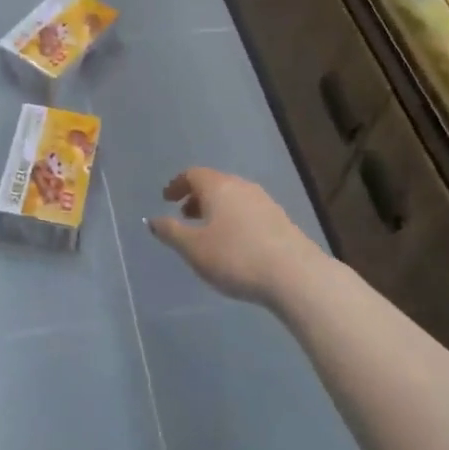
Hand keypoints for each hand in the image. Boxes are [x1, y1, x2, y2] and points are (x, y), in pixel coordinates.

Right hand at [148, 167, 319, 305]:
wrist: (295, 275)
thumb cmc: (236, 257)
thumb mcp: (194, 248)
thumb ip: (171, 232)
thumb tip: (153, 220)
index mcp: (218, 186)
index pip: (193, 174)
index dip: (177, 185)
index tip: (166, 198)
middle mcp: (241, 186)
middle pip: (214, 183)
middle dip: (197, 197)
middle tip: (184, 215)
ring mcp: (264, 201)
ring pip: (233, 197)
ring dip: (216, 209)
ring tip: (208, 232)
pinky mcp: (281, 220)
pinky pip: (248, 211)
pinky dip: (234, 219)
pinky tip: (235, 243)